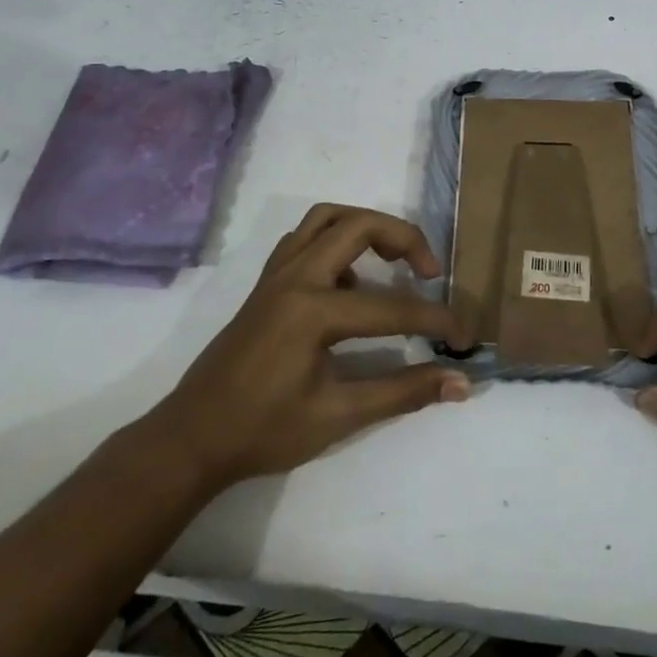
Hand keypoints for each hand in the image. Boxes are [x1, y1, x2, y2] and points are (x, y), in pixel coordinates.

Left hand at [139, 205, 467, 494]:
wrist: (192, 438)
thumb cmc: (263, 431)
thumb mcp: (338, 416)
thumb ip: (402, 393)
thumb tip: (460, 383)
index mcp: (313, 310)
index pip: (391, 306)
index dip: (435, 319)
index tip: (465, 335)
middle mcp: (295, 276)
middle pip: (359, 225)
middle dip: (404, 238)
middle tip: (430, 271)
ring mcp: (276, 273)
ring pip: (326, 217)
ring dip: (366, 226)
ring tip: (392, 259)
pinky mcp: (266, 281)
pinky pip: (304, 237)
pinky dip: (334, 239)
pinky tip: (348, 278)